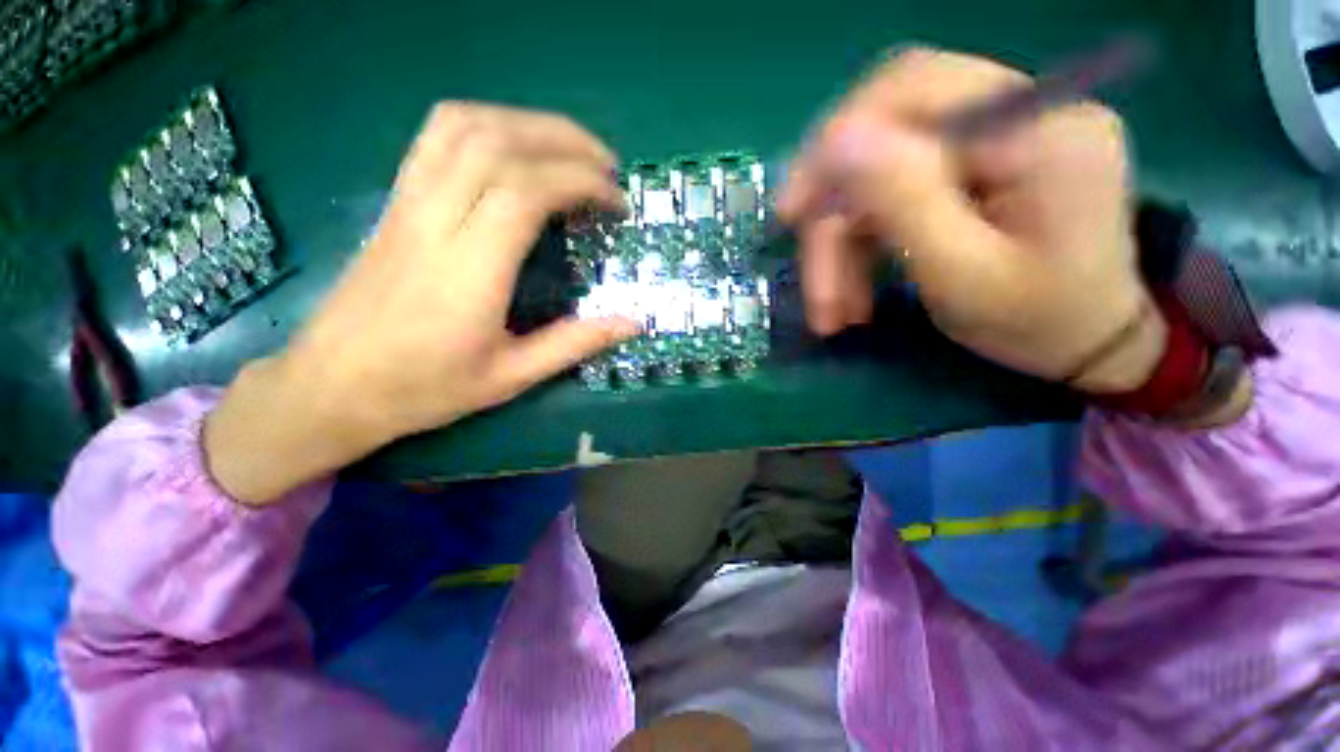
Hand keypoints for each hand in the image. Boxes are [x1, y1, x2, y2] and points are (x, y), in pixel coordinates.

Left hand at [205, 104, 637, 503]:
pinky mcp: (396, 202)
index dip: (581, 183)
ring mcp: (407, 203)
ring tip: (569, 149)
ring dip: (526, 123)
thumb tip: (633, 322)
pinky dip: (486, 124)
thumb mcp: (512, 378)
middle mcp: (434, 222)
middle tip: (608, 167)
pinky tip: (515, 147)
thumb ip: (575, 343)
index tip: (617, 202)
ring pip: (463, 125)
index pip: (525, 192)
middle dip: (565, 142)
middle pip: (498, 142)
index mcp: (468, 271)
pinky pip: (436, 137)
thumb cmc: (425, 389)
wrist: (332, 386)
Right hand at [779, 48, 1165, 392]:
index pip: (910, 89)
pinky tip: (854, 291)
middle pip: (883, 134)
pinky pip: (889, 196)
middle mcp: (1014, 113)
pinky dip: (861, 246)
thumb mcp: (966, 276)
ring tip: (834, 310)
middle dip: (834, 212)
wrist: (1086, 342)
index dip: (835, 144)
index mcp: (1035, 126)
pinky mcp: (969, 168)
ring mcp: (990, 139)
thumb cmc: (1039, 321)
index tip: (792, 213)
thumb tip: (837, 141)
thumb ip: (906, 202)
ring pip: (876, 176)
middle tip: (813, 278)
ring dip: (843, 245)